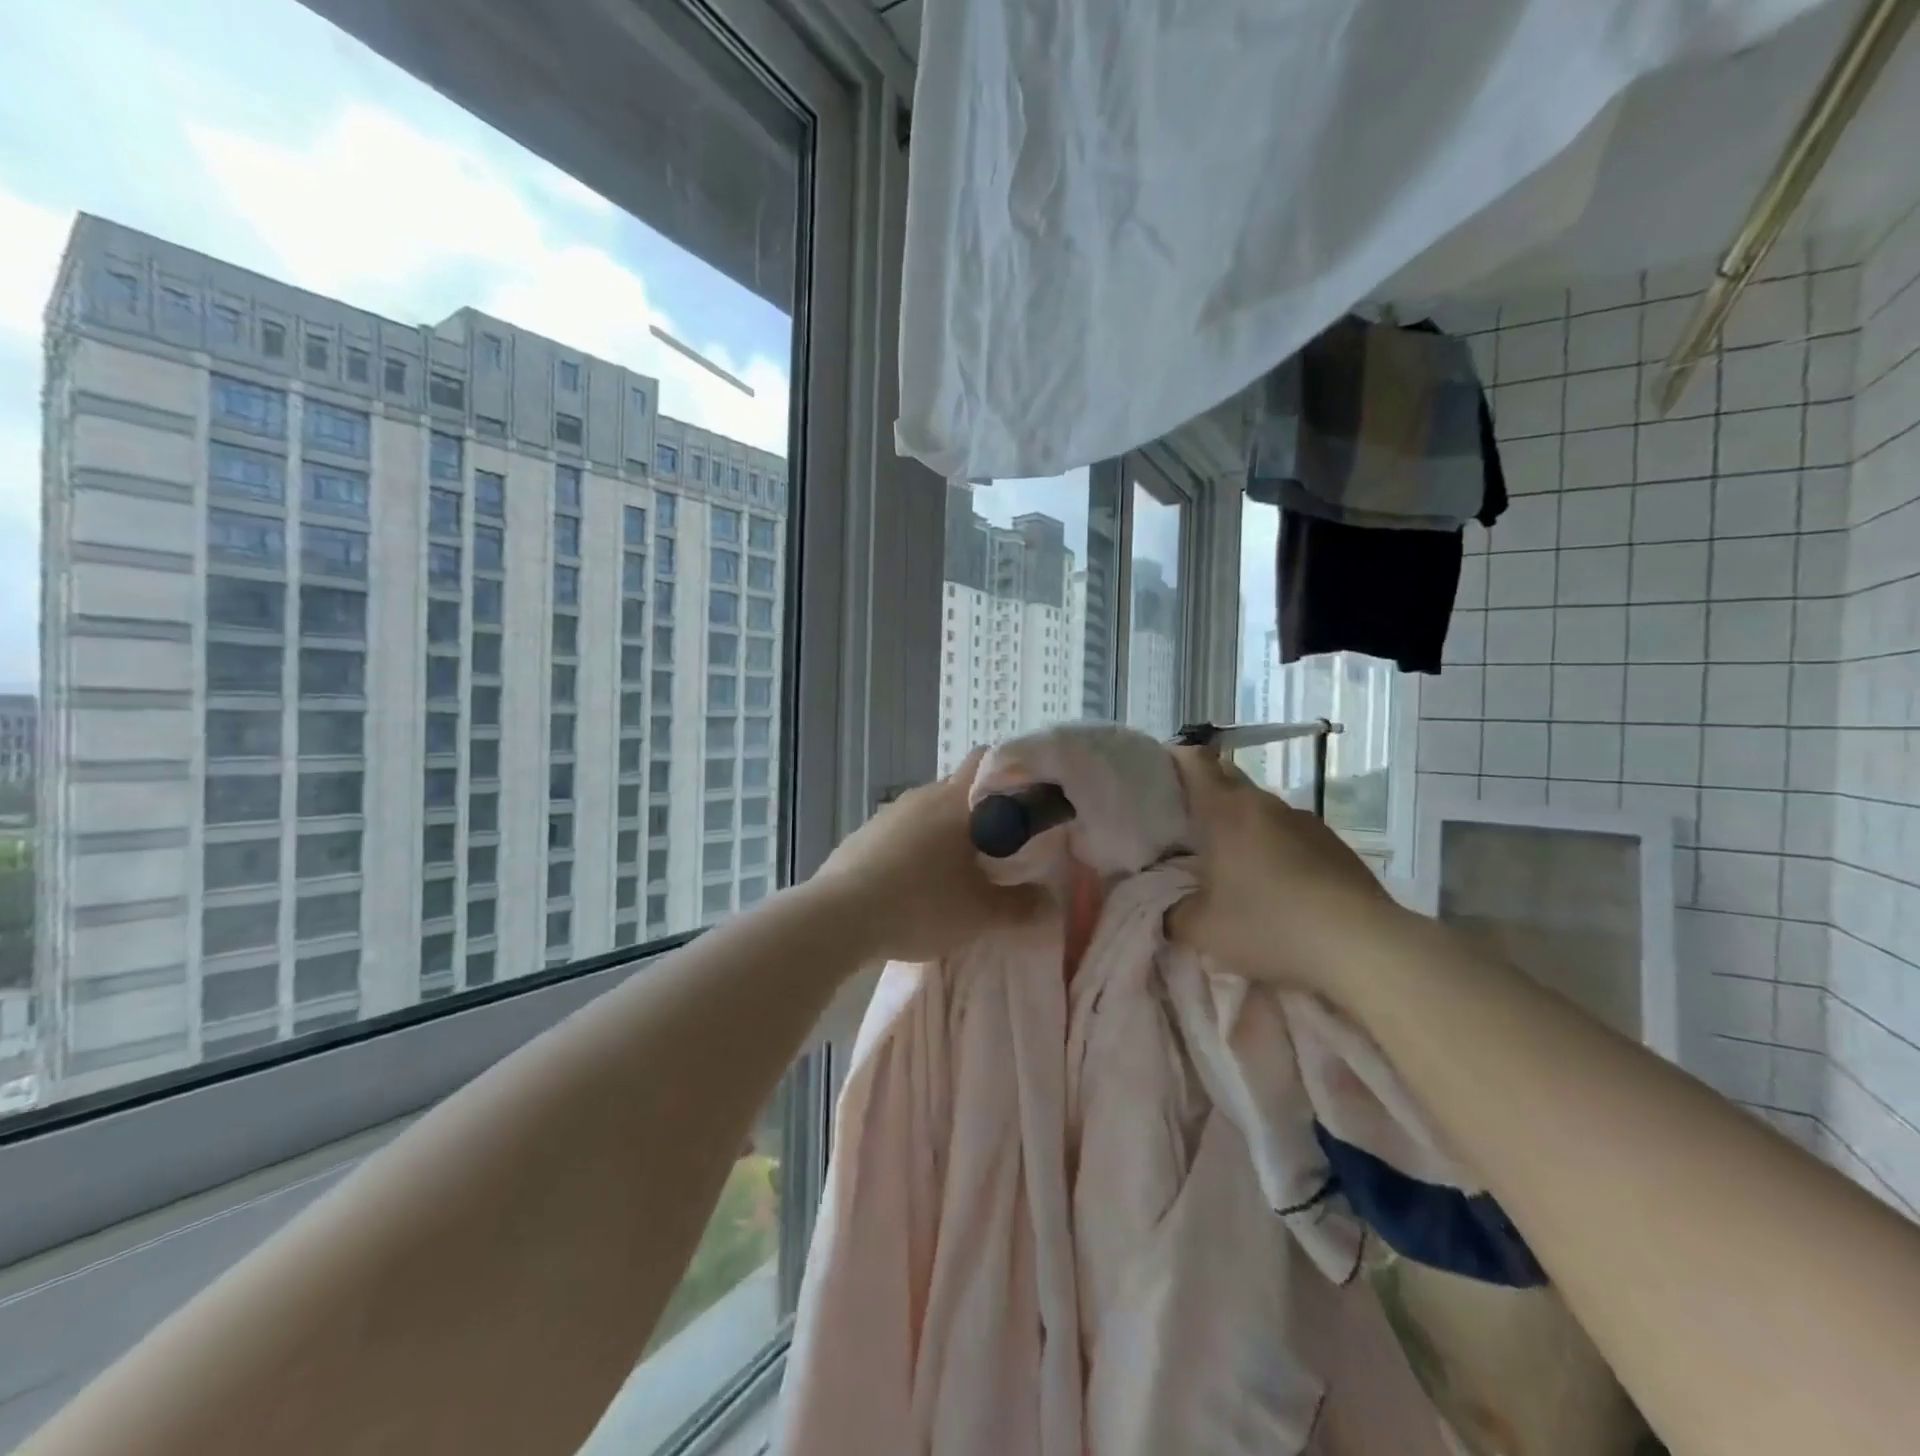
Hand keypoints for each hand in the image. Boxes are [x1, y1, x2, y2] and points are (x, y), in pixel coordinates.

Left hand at [811, 748, 1044, 962]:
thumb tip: (1050, 902)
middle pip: (959, 788)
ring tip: (957, 869)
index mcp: (955, 800)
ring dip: (945, 832)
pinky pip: (901, 832)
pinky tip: (915, 882)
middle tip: (1000, 846)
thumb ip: (1021, 906)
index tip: (1027, 802)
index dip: (1011, 775)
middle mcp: (922, 795)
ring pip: (928, 811)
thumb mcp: (980, 914)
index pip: (988, 762)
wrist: (838, 917)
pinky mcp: (862, 835)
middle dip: (980, 810)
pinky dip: (914, 848)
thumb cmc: (920, 904)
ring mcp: (888, 813)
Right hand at [1166, 747, 1401, 995]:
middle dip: (1204, 794)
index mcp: (1226, 811)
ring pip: (1260, 810)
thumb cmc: (1270, 926)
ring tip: (1229, 862)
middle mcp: (1265, 804)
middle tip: (1182, 824)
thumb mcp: (1203, 930)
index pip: (1194, 761)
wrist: (1363, 947)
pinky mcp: (1333, 845)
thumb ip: (1173, 913)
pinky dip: (1273, 848)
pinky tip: (1274, 885)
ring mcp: (1305, 822)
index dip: (1173, 760)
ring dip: (1241, 826)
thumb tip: (1169, 910)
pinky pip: (1289, 835)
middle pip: (1227, 780)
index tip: (1156, 775)